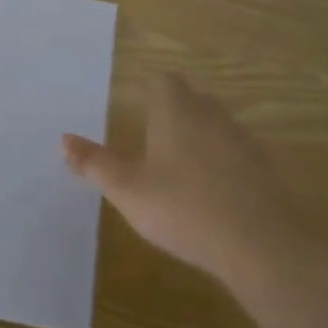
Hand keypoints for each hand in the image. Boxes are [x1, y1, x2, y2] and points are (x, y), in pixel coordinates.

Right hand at [62, 74, 297, 275]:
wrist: (262, 246)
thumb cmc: (183, 209)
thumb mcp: (127, 190)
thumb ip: (94, 164)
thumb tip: (62, 139)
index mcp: (176, 112)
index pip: (164, 81)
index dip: (150, 88)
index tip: (136, 102)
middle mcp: (211, 116)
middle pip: (192, 96)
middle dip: (173, 107)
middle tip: (152, 129)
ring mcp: (242, 141)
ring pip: (216, 122)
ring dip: (199, 132)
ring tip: (178, 159)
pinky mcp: (264, 170)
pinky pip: (235, 151)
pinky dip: (221, 160)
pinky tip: (211, 188)